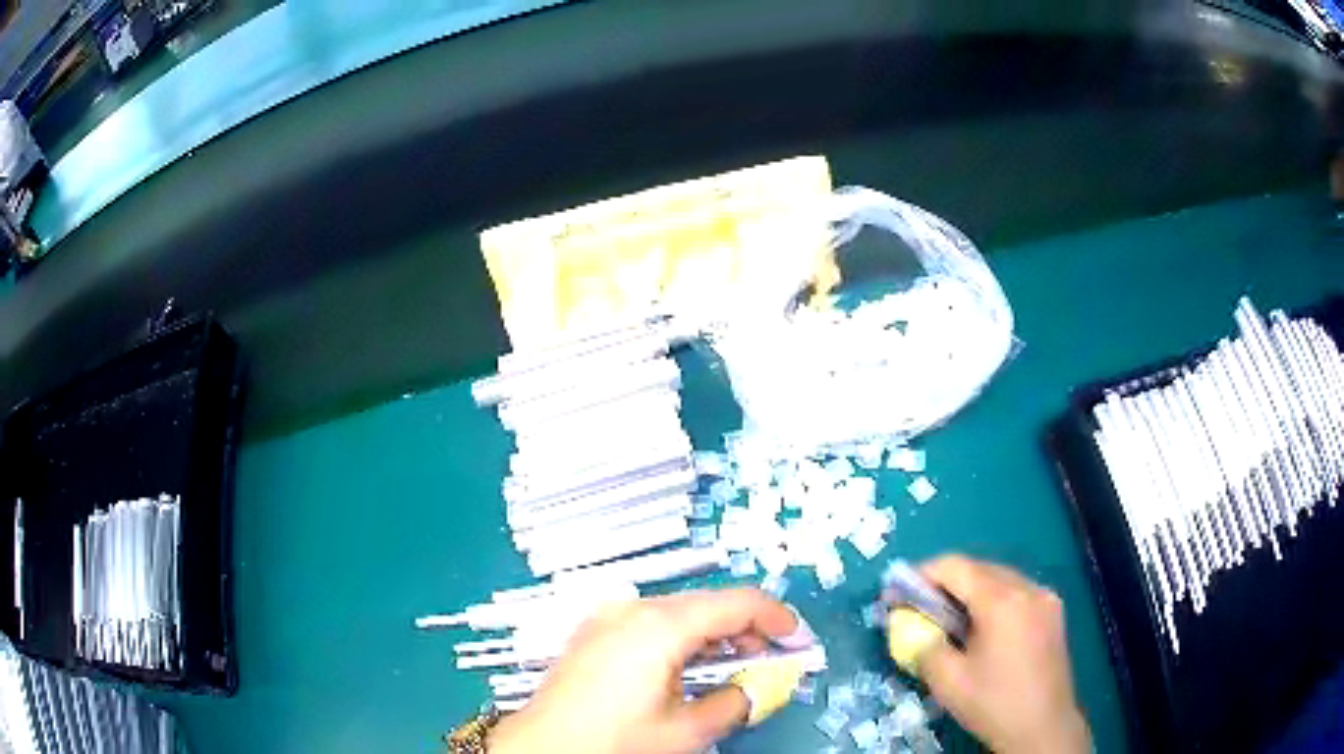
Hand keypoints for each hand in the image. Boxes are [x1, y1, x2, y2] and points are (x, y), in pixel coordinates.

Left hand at [489, 589, 814, 753]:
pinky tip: (689, 667)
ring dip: (714, 635)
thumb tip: (766, 686)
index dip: (776, 617)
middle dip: (746, 629)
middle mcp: (633, 609)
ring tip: (734, 668)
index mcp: (660, 626)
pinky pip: (651, 622)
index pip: (736, 603)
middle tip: (770, 660)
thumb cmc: (613, 741)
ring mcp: (608, 617)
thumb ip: (737, 702)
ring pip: (680, 612)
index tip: (797, 639)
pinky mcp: (595, 631)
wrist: (543, 748)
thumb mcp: (687, 730)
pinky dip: (682, 638)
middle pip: (707, 604)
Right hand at [916, 555, 1089, 753]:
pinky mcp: (1053, 612)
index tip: (898, 591)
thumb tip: (910, 625)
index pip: (956, 567)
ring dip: (970, 589)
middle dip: (945, 582)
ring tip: (948, 617)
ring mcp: (1045, 598)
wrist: (1043, 727)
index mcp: (1002, 602)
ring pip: (1000, 578)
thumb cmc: (994, 705)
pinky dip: (992, 599)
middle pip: (979, 568)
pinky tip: (982, 626)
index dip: (923, 573)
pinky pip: (1017, 592)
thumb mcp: (948, 682)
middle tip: (919, 606)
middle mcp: (1028, 589)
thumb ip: (924, 645)